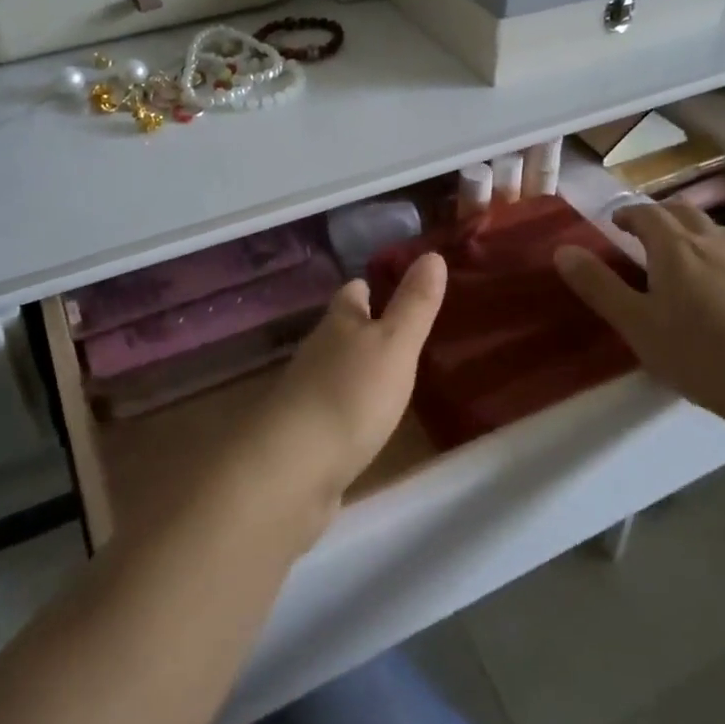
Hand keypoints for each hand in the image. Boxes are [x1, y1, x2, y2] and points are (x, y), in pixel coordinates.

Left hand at [238, 253, 447, 538]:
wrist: (292, 469)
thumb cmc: (350, 395)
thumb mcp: (394, 344)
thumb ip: (414, 304)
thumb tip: (432, 253)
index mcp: (337, 324)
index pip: (352, 293)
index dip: (370, 286)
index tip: (393, 284)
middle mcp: (317, 353)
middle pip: (341, 331)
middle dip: (366, 328)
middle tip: (405, 332)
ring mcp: (307, 395)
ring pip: (336, 370)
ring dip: (359, 368)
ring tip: (394, 373)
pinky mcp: (306, 435)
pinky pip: (333, 410)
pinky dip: (351, 407)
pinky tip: (368, 419)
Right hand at [554, 199, 724, 441]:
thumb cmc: (698, 353)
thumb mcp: (636, 324)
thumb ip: (598, 285)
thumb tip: (563, 249)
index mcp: (675, 247)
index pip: (646, 213)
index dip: (627, 214)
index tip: (614, 224)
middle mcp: (713, 242)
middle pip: (684, 211)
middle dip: (659, 215)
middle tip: (643, 233)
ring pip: (714, 231)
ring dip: (691, 232)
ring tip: (680, 256)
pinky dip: (719, 255)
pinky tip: (721, 283)